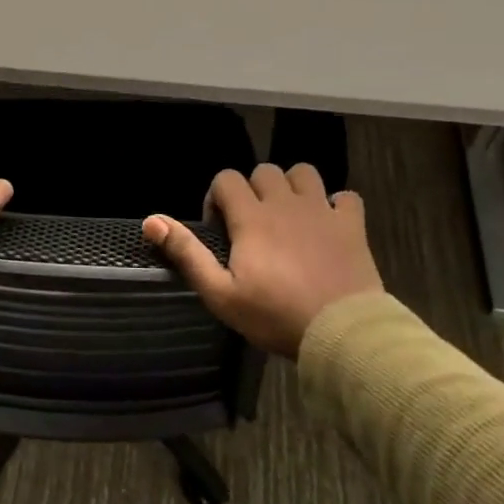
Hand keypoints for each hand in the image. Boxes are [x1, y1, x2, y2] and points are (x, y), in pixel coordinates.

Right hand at [144, 163, 381, 358]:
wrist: (340, 332)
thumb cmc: (275, 316)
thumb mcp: (220, 293)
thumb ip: (187, 253)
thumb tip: (151, 220)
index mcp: (251, 217)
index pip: (226, 179)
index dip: (217, 198)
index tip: (220, 229)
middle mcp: (285, 203)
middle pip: (264, 171)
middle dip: (253, 191)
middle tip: (253, 225)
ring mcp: (322, 210)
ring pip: (304, 172)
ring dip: (293, 187)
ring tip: (289, 216)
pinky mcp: (352, 224)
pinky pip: (346, 196)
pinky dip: (336, 204)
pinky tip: (329, 225)